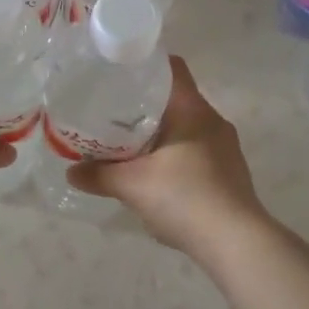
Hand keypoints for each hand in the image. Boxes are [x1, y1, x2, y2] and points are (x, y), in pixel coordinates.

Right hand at [67, 56, 267, 253]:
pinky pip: (195, 153)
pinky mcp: (229, 175)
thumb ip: (99, 174)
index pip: (172, 68)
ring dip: (159, 134)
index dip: (145, 64)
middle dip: (144, 105)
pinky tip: (154, 177)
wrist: (237, 244)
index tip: (118, 72)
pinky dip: (173, 157)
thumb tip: (71, 171)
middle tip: (111, 112)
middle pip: (176, 100)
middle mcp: (213, 122)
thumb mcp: (133, 185)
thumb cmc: (185, 197)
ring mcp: (225, 149)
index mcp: (193, 110)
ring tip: (127, 146)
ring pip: (185, 129)